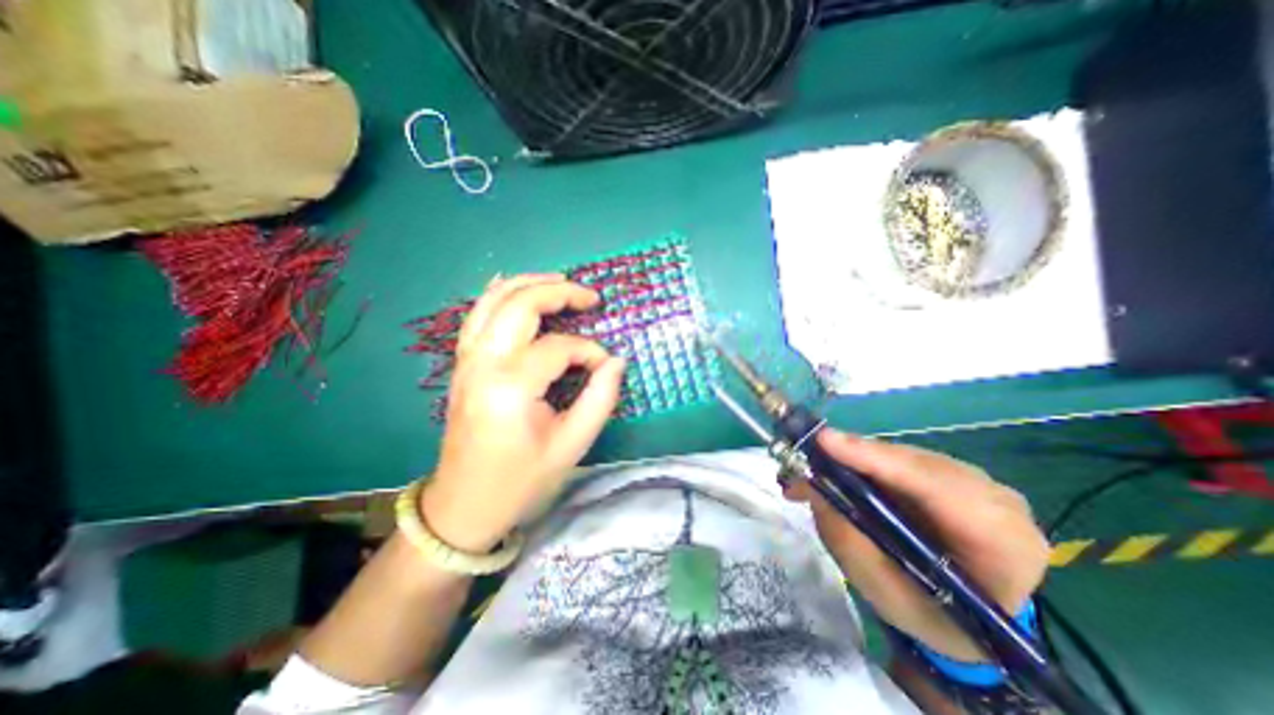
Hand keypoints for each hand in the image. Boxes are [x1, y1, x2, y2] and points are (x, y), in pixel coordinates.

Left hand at [421, 275, 624, 552]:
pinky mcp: (463, 364)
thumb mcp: (572, 445)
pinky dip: (499, 294)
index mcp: (511, 388)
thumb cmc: (521, 480)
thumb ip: (600, 398)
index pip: (559, 348)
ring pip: (494, 301)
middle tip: (590, 297)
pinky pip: (478, 314)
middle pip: (520, 305)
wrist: (464, 504)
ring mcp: (467, 360)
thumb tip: (616, 361)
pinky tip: (516, 286)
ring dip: (528, 284)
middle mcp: (484, 364)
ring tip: (561, 281)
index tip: (605, 366)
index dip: (589, 351)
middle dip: (559, 293)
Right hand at [793, 428, 1050, 661]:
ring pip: (901, 455)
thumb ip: (847, 538)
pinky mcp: (951, 472)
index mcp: (1004, 544)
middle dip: (852, 458)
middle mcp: (997, 500)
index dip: (877, 460)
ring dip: (851, 460)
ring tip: (809, 473)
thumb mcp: (884, 592)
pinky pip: (900, 458)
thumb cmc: (931, 616)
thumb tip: (808, 485)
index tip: (824, 442)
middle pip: (914, 463)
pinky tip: (834, 471)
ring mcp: (976, 481)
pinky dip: (861, 462)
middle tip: (801, 462)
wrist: (970, 619)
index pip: (937, 487)